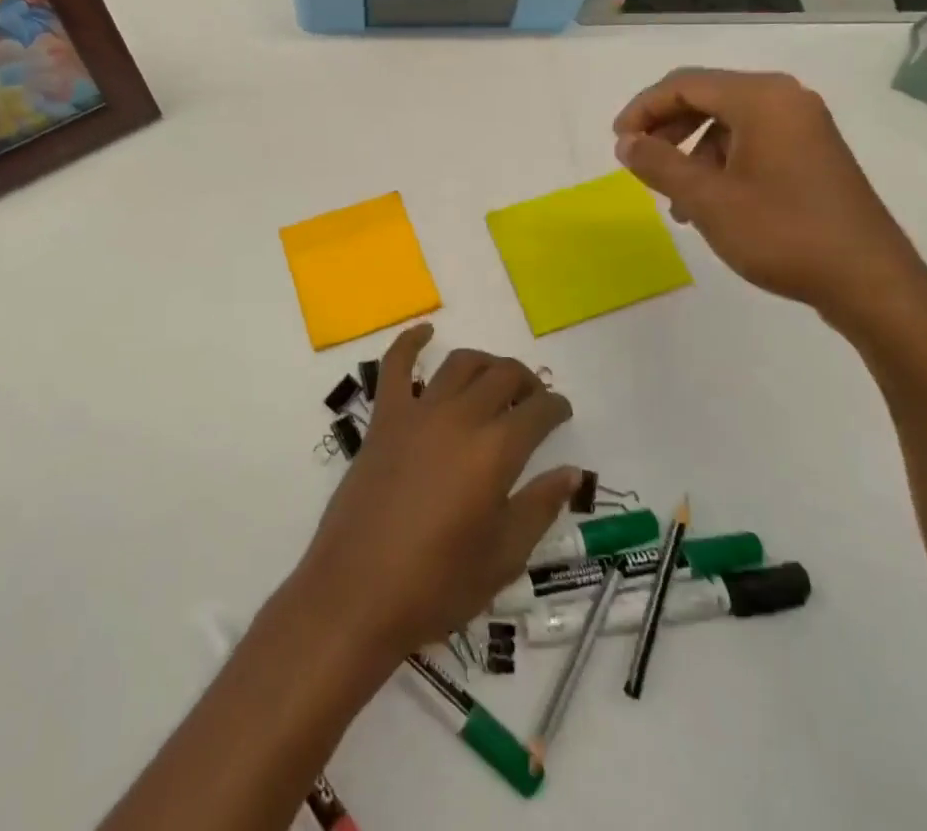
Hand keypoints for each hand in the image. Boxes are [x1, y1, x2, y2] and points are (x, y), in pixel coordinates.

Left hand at [288, 323, 578, 661]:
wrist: (357, 594)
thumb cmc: (437, 586)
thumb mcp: (502, 558)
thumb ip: (538, 507)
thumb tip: (570, 472)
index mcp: (495, 453)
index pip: (537, 412)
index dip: (556, 407)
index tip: (562, 411)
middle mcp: (459, 419)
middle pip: (502, 376)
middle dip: (526, 380)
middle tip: (534, 398)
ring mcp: (417, 413)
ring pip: (460, 364)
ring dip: (485, 362)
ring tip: (496, 376)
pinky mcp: (384, 418)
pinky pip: (396, 366)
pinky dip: (411, 342)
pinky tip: (426, 332)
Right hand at [613, 68, 926, 318]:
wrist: (870, 282)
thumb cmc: (783, 233)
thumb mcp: (707, 199)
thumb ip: (659, 164)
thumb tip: (626, 142)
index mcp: (761, 98)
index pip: (684, 84)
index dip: (643, 109)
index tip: (619, 144)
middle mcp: (785, 100)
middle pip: (706, 97)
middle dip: (666, 128)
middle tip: (639, 163)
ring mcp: (803, 126)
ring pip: (726, 123)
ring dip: (690, 151)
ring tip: (673, 196)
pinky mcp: (812, 153)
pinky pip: (751, 142)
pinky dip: (719, 163)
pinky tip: (708, 204)